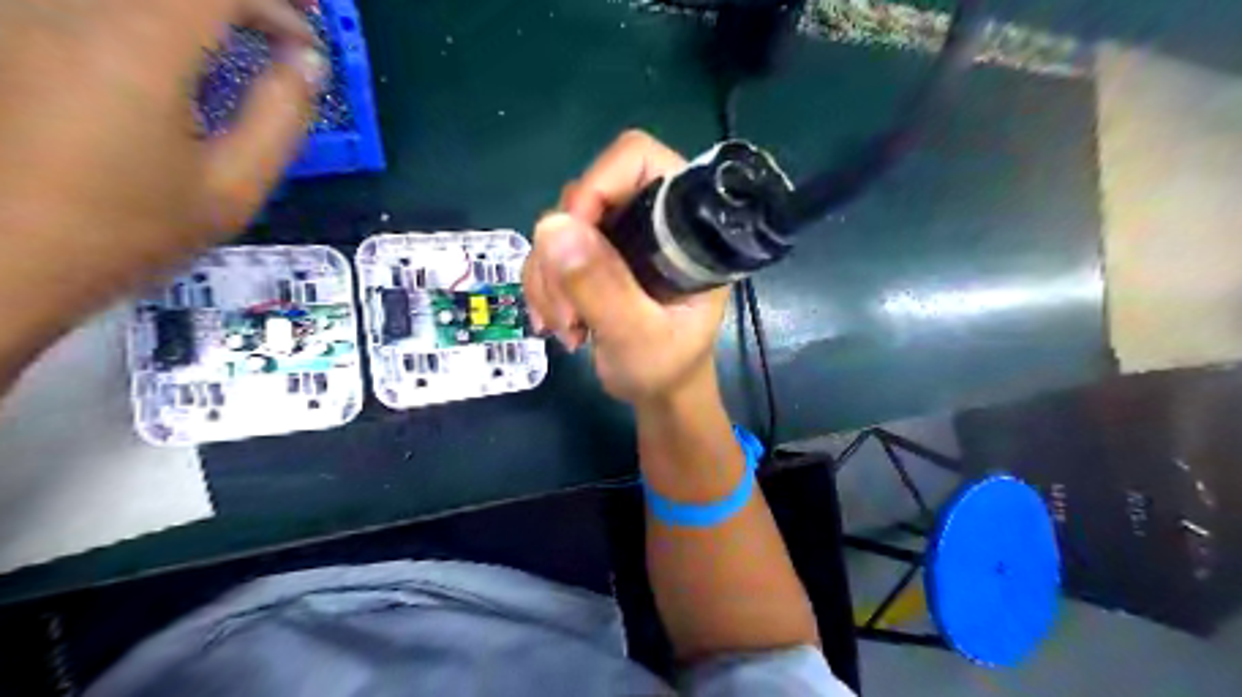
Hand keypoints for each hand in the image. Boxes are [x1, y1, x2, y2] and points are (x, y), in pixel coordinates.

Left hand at [0, 1, 322, 243]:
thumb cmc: (125, 232)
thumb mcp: (232, 190)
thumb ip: (281, 119)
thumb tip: (308, 64)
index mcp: (136, 46)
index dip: (279, 6)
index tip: (309, 49)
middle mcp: (66, 5)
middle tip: (281, 22)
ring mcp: (22, 11)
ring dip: (195, 8)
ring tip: (235, 30)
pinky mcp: (7, 28)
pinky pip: (88, 10)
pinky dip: (149, 20)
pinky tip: (173, 46)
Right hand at [519, 131, 729, 404]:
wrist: (659, 394)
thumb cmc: (667, 368)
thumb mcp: (638, 337)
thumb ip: (602, 287)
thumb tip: (551, 225)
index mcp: (683, 228)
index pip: (638, 160)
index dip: (596, 186)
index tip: (573, 244)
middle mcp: (650, 221)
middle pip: (585, 194)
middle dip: (564, 256)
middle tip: (569, 312)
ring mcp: (619, 237)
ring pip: (560, 228)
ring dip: (549, 279)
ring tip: (568, 329)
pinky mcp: (596, 257)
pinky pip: (549, 253)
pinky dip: (544, 287)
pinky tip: (559, 325)